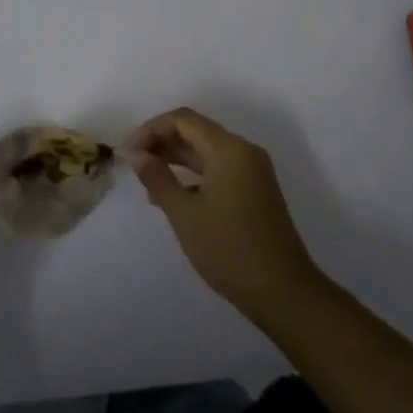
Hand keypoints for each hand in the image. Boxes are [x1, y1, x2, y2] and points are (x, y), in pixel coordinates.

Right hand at [127, 108, 324, 322]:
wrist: (283, 292)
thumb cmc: (229, 250)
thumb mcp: (185, 214)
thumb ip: (157, 178)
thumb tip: (136, 154)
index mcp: (230, 149)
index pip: (183, 120)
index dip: (151, 129)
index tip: (128, 152)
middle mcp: (243, 151)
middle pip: (196, 131)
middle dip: (162, 142)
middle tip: (134, 165)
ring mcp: (252, 171)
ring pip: (206, 151)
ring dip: (176, 159)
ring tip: (147, 182)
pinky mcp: (254, 190)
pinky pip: (218, 169)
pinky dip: (193, 175)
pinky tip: (173, 197)